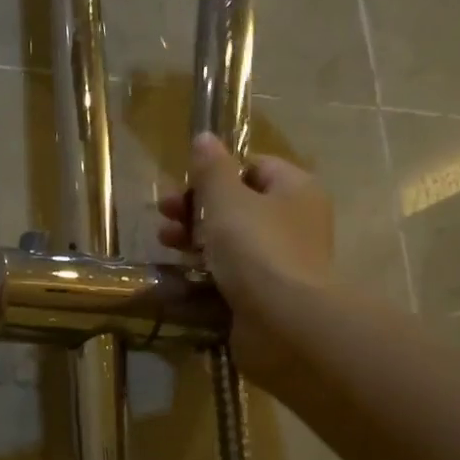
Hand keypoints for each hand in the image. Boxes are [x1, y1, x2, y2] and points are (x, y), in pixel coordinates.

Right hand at [158, 133, 336, 399]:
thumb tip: (205, 138)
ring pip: (234, 239)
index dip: (217, 173)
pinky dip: (210, 268)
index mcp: (295, 188)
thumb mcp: (227, 201)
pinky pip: (234, 271)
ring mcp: (283, 259)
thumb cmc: (257, 249)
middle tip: (163, 215)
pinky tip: (184, 272)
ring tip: (165, 243)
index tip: (184, 186)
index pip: (254, 166)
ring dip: (197, 237)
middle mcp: (296, 220)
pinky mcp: (269, 292)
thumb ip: (212, 170)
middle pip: (240, 204)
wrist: (284, 321)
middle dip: (197, 207)